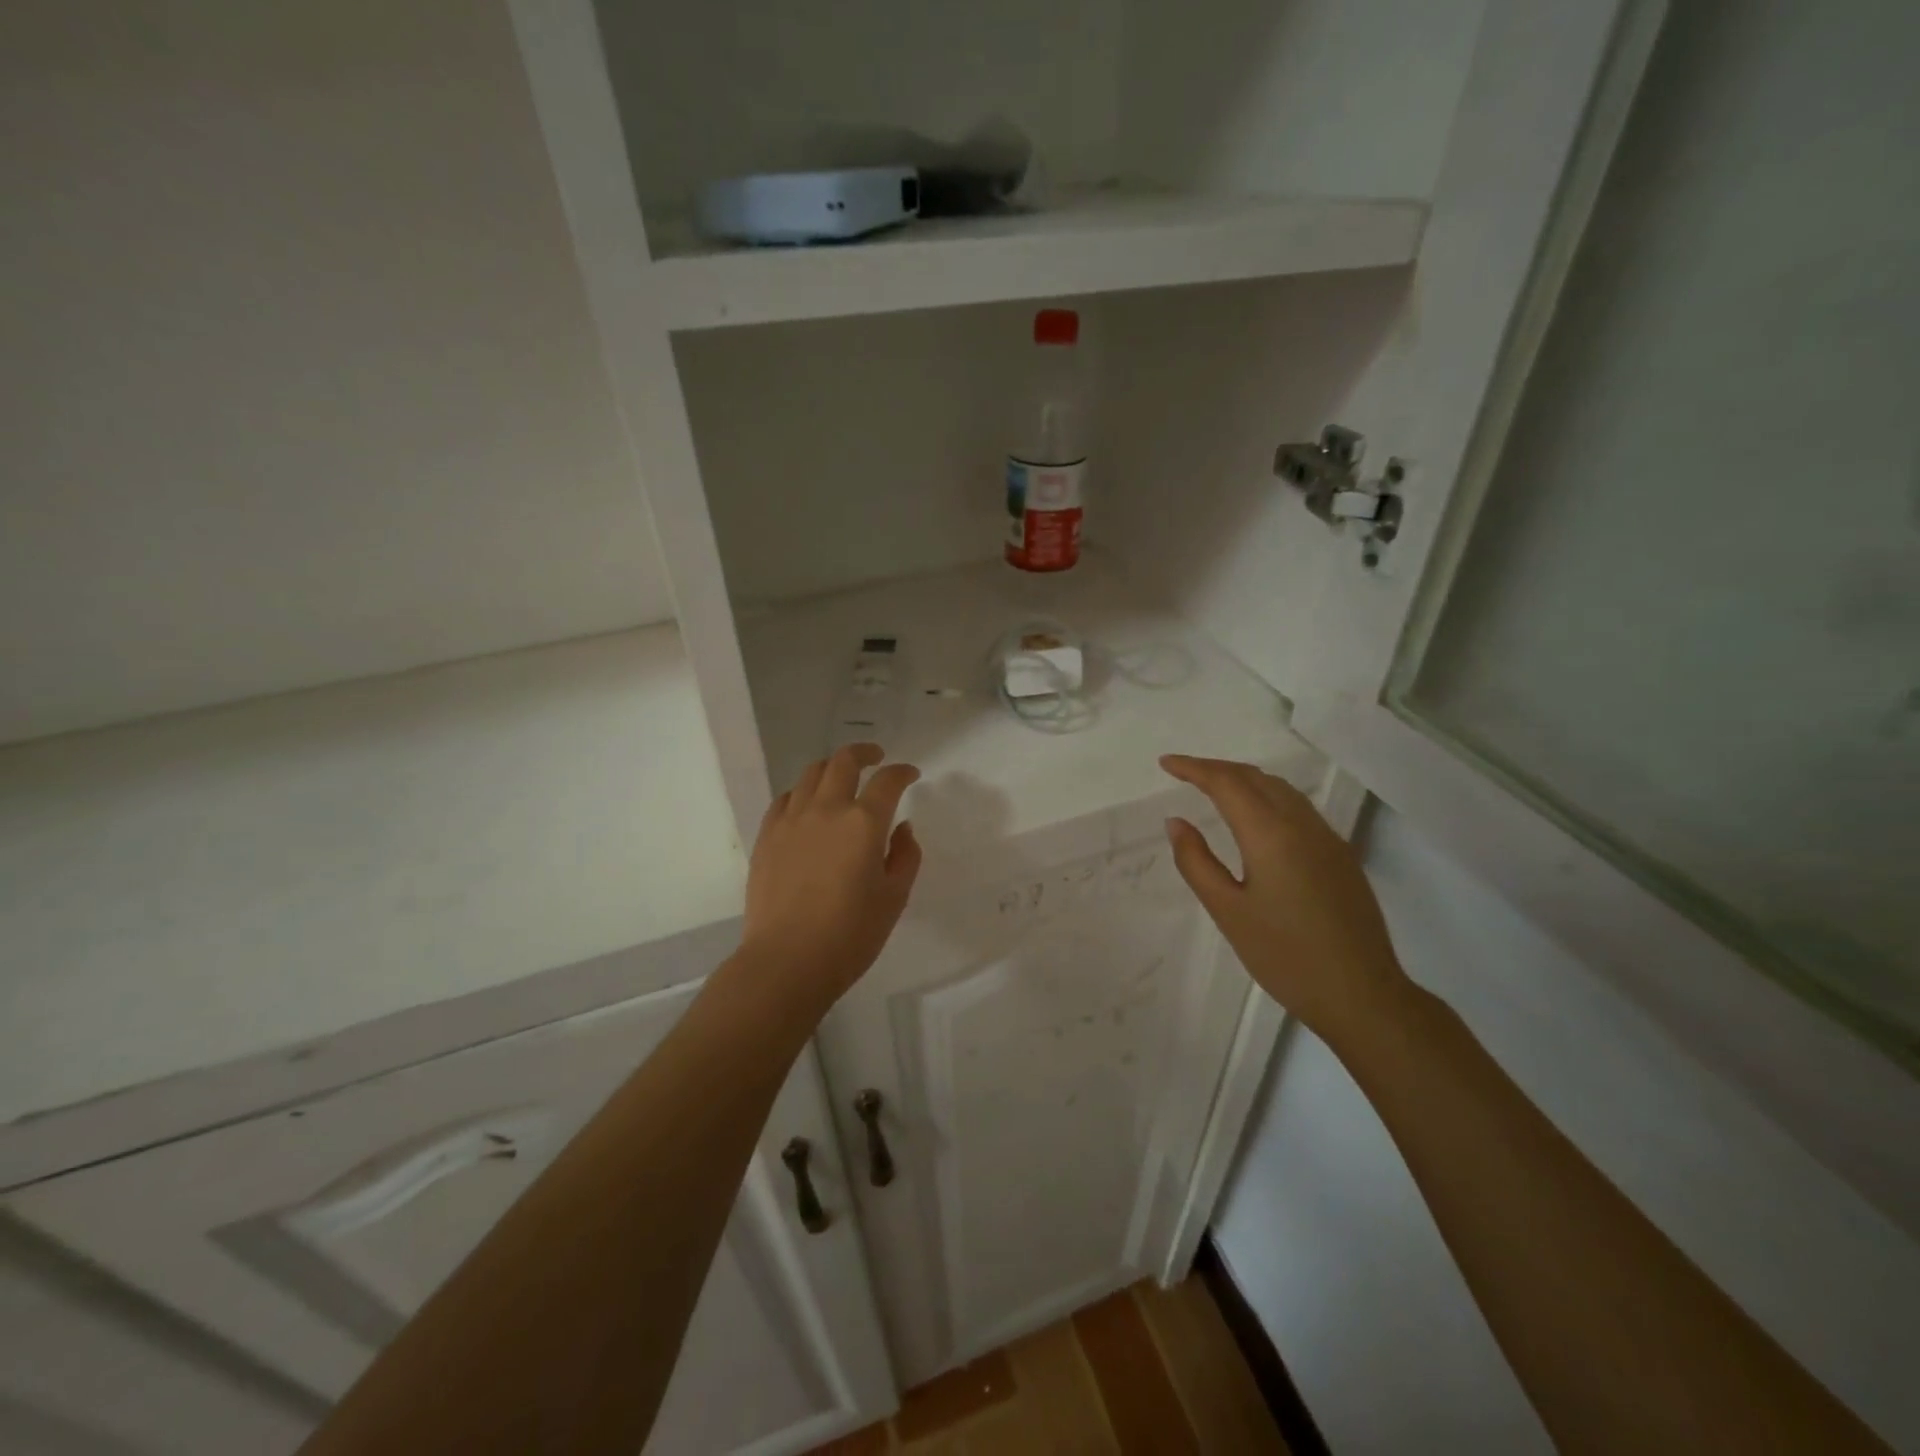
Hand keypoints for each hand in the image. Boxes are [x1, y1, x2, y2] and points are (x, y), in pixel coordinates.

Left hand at [737, 744, 921, 1014]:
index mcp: (864, 823)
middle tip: (876, 758)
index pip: (887, 781)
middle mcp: (827, 810)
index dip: (902, 772)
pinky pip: (785, 799)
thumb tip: (902, 828)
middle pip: (843, 762)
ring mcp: (791, 820)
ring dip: (832, 768)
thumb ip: (905, 856)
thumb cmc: (850, 935)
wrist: (787, 961)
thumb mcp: (894, 898)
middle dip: (864, 753)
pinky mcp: (767, 836)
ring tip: (841, 778)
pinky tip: (808, 805)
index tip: (910, 774)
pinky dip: (802, 792)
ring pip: (811, 774)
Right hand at [1160, 755, 1411, 1048]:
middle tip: (1184, 772)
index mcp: (1270, 834)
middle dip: (1217, 768)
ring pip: (1281, 790)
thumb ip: (1196, 862)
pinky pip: (1298, 808)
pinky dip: (1267, 796)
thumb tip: (1176, 822)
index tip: (1166, 764)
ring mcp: (1328, 839)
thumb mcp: (1228, 911)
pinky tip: (1256, 816)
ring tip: (1214, 787)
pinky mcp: (1341, 856)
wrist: (1362, 995)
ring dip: (1244, 779)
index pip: (1227, 783)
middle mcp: (1302, 825)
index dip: (1194, 768)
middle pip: (1255, 778)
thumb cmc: (1285, 956)